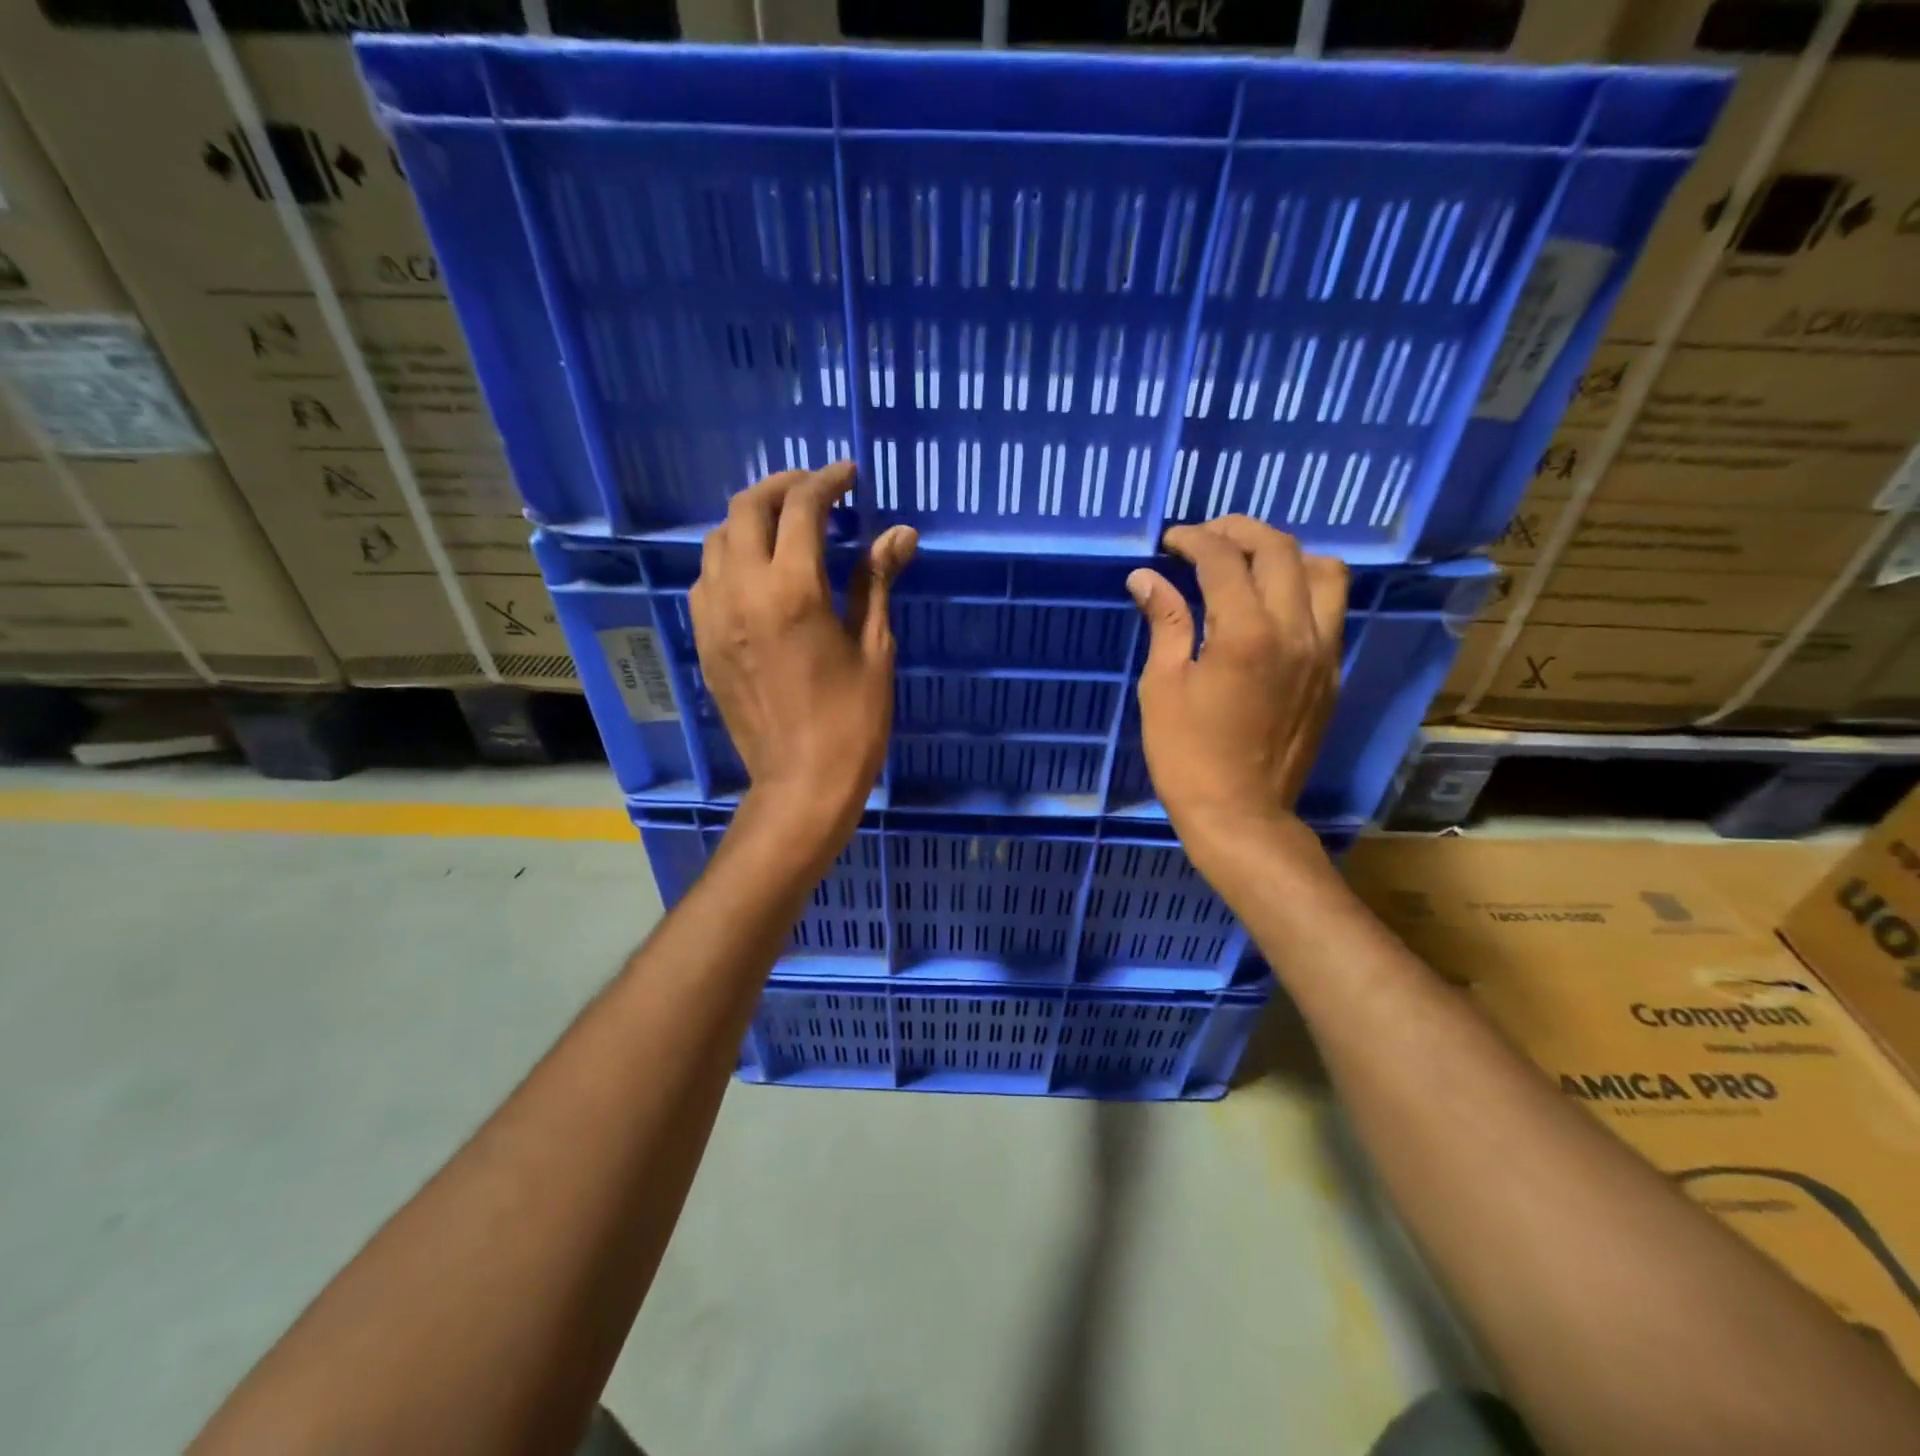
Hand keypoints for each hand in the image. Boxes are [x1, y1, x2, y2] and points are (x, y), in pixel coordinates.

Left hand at [690, 463, 916, 861]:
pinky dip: (732, 558)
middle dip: (782, 487)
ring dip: (752, 520)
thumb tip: (899, 533)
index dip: (827, 481)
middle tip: (816, 493)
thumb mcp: (874, 648)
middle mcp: (743, 591)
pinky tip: (759, 573)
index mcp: (793, 590)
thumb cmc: (852, 721)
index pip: (802, 508)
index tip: (849, 477)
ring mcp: (715, 616)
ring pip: (718, 540)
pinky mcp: (704, 641)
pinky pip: (707, 579)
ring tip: (786, 528)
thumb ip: (876, 582)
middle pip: (747, 508)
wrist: (801, 783)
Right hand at [1127, 516, 1345, 859]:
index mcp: (1245, 634)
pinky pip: (1331, 609)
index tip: (1170, 542)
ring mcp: (1323, 652)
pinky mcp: (1332, 674)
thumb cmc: (1187, 754)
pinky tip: (1272, 602)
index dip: (1194, 540)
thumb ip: (1164, 623)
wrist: (1241, 813)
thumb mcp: (1162, 686)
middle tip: (1205, 537)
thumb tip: (1146, 578)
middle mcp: (1295, 631)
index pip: (1224, 560)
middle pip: (1279, 550)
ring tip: (1248, 562)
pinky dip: (1303, 587)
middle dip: (1238, 531)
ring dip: (1284, 553)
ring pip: (1323, 572)